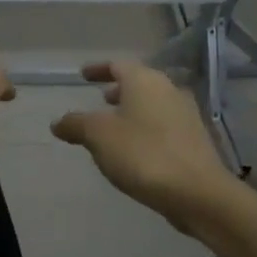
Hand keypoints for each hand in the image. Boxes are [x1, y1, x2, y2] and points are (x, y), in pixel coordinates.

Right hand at [52, 59, 236, 228]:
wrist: (197, 192)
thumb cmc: (143, 154)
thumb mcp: (98, 137)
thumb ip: (76, 124)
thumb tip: (58, 122)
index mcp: (145, 81)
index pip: (118, 64)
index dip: (98, 69)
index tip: (83, 75)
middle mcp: (169, 90)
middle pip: (139, 83)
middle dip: (118, 90)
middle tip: (100, 99)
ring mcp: (186, 115)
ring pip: (153, 104)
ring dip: (133, 110)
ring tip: (115, 126)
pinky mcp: (195, 140)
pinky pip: (163, 125)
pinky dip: (146, 128)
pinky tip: (135, 149)